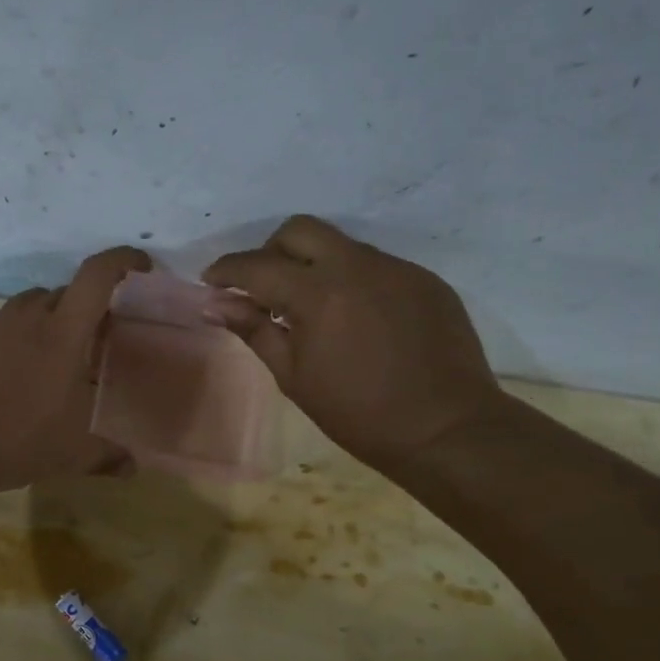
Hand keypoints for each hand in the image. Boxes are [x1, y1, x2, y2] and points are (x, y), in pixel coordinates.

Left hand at [0, 246, 151, 495]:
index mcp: (63, 335)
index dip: (122, 261)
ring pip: (26, 299)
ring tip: (48, 345)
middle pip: (64, 294)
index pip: (97, 278)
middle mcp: (28, 317)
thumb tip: (133, 467)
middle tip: (92, 342)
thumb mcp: (69, 455)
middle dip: (84, 310)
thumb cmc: (13, 442)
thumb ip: (106, 456)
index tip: (140, 265)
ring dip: (44, 313)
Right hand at [204, 216, 503, 469]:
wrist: (447, 430)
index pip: (258, 265)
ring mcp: (397, 269)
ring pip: (341, 245)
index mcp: (319, 293)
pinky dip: (352, 281)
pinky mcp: (425, 280)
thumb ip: (255, 331)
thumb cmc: (359, 414)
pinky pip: (376, 266)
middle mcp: (358, 266)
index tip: (212, 281)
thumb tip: (216, 305)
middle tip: (264, 288)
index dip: (227, 270)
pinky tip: (356, 320)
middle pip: (300, 230)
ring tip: (313, 309)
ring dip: (314, 265)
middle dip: (271, 251)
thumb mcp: (295, 377)